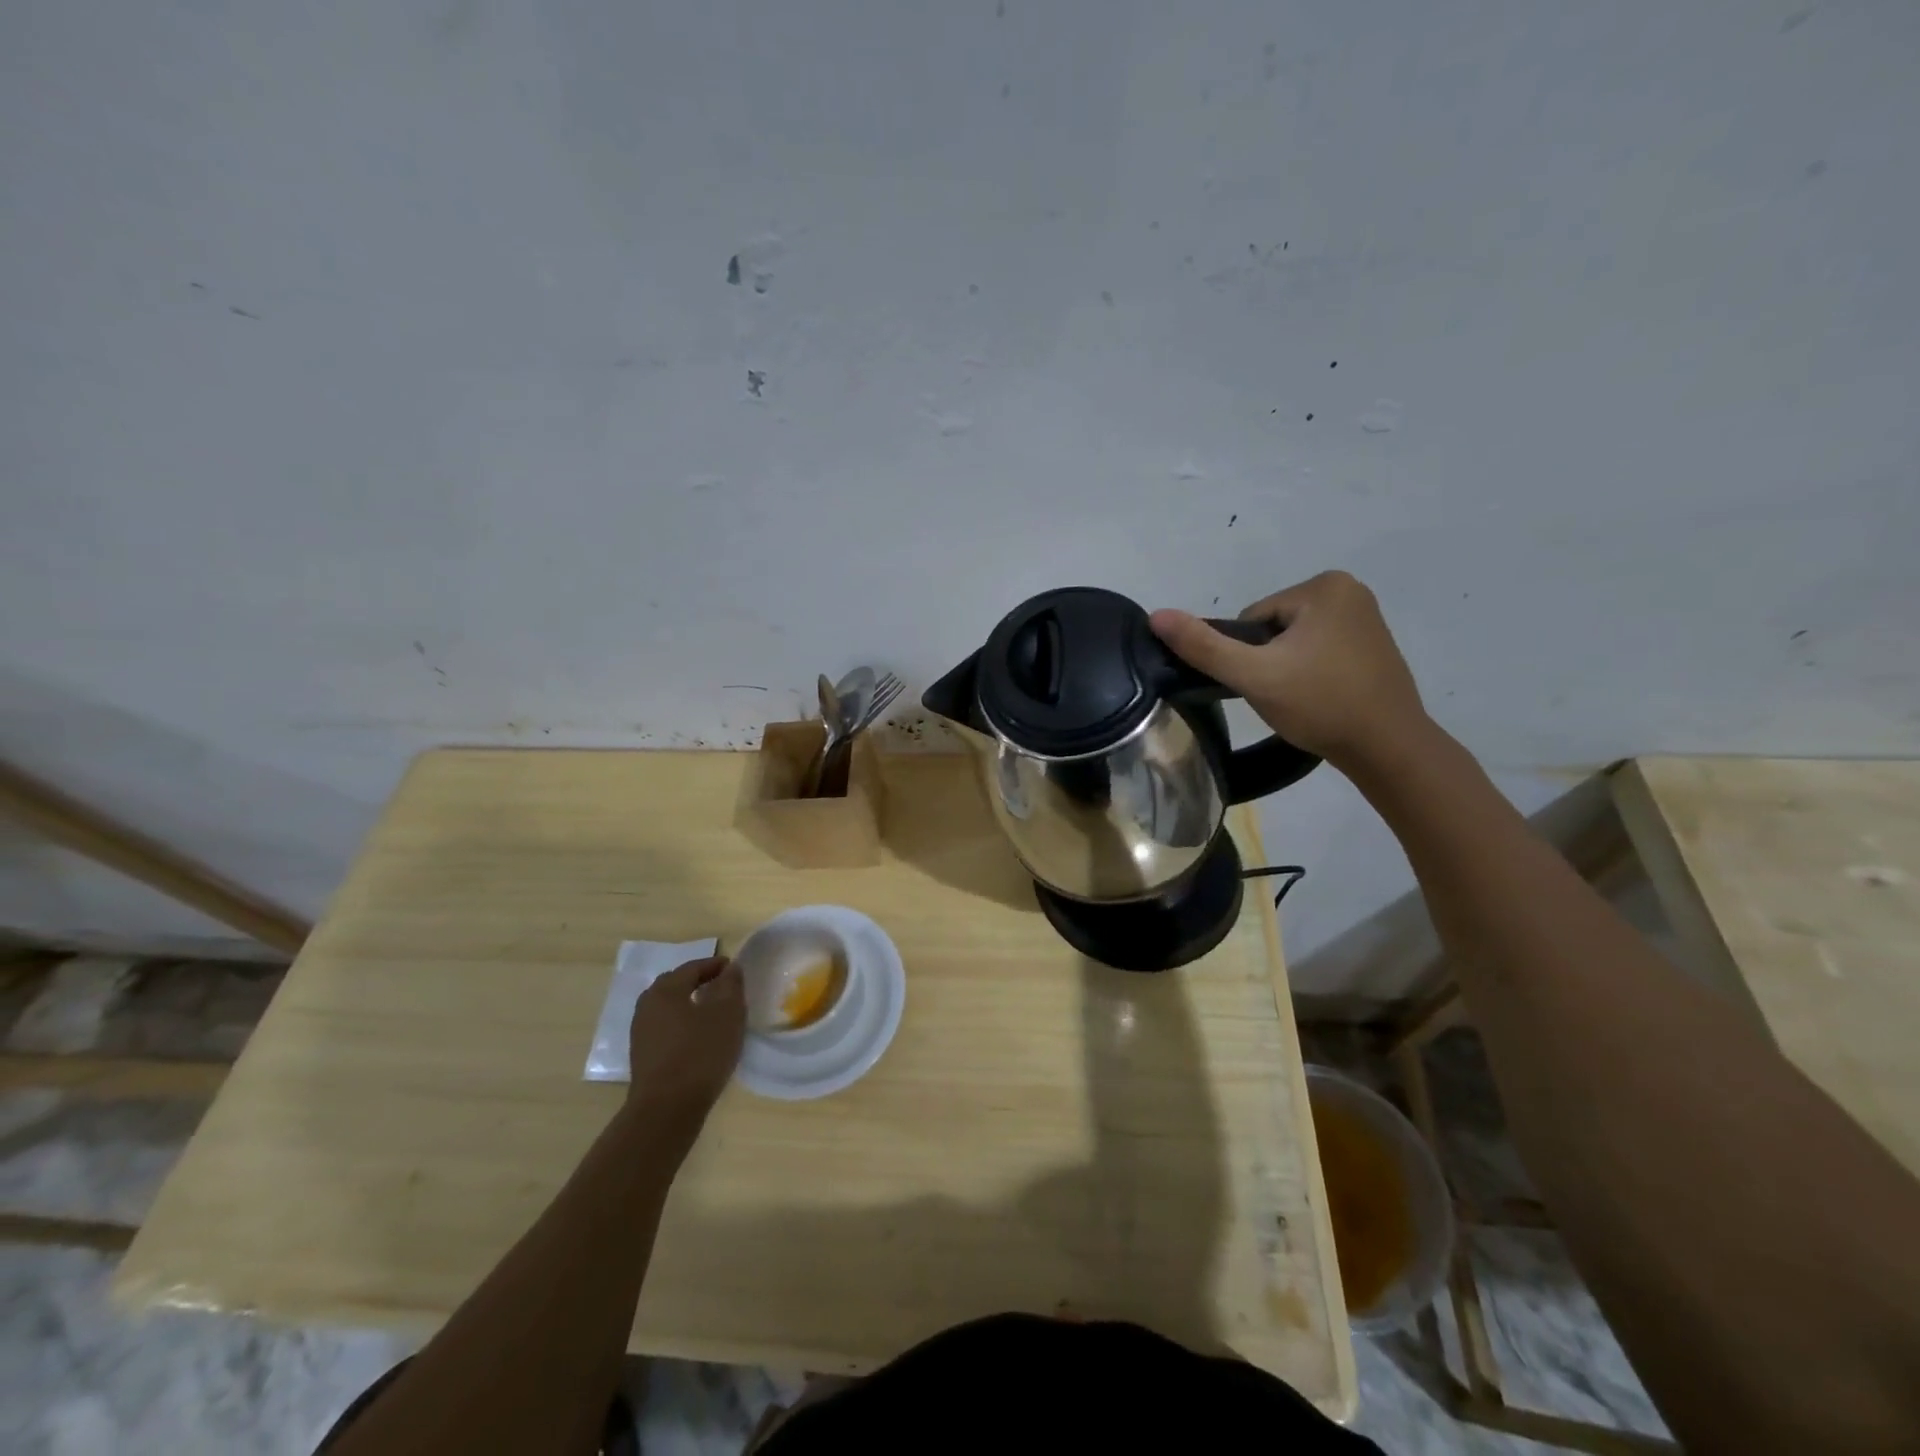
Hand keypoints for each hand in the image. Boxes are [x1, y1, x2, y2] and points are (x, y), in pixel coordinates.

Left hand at [625, 957, 745, 1127]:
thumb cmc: (700, 1053)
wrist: (666, 1110)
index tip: (734, 968)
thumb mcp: (727, 1014)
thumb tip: (730, 968)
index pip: (692, 967)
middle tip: (722, 986)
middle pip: (676, 985)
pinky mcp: (643, 1057)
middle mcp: (647, 1006)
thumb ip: (730, 985)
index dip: (715, 965)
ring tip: (714, 1013)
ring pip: (669, 1008)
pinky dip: (683, 1025)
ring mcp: (641, 1033)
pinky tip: (700, 1038)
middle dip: (699, 982)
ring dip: (690, 1005)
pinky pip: (666, 1029)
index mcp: (665, 990)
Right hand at [1149, 571, 1428, 772]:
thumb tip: (1156, 616)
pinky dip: (1312, 674)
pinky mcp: (1374, 645)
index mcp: (1324, 586)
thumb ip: (1203, 646)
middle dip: (1269, 662)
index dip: (1248, 655)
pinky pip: (1320, 652)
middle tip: (1284, 696)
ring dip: (1288, 670)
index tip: (1267, 683)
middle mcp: (1350, 590)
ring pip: (1294, 642)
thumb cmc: (1321, 704)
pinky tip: (1321, 699)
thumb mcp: (1254, 675)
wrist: (1388, 748)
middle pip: (1273, 628)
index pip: (1252, 618)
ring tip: (1302, 701)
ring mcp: (1366, 618)